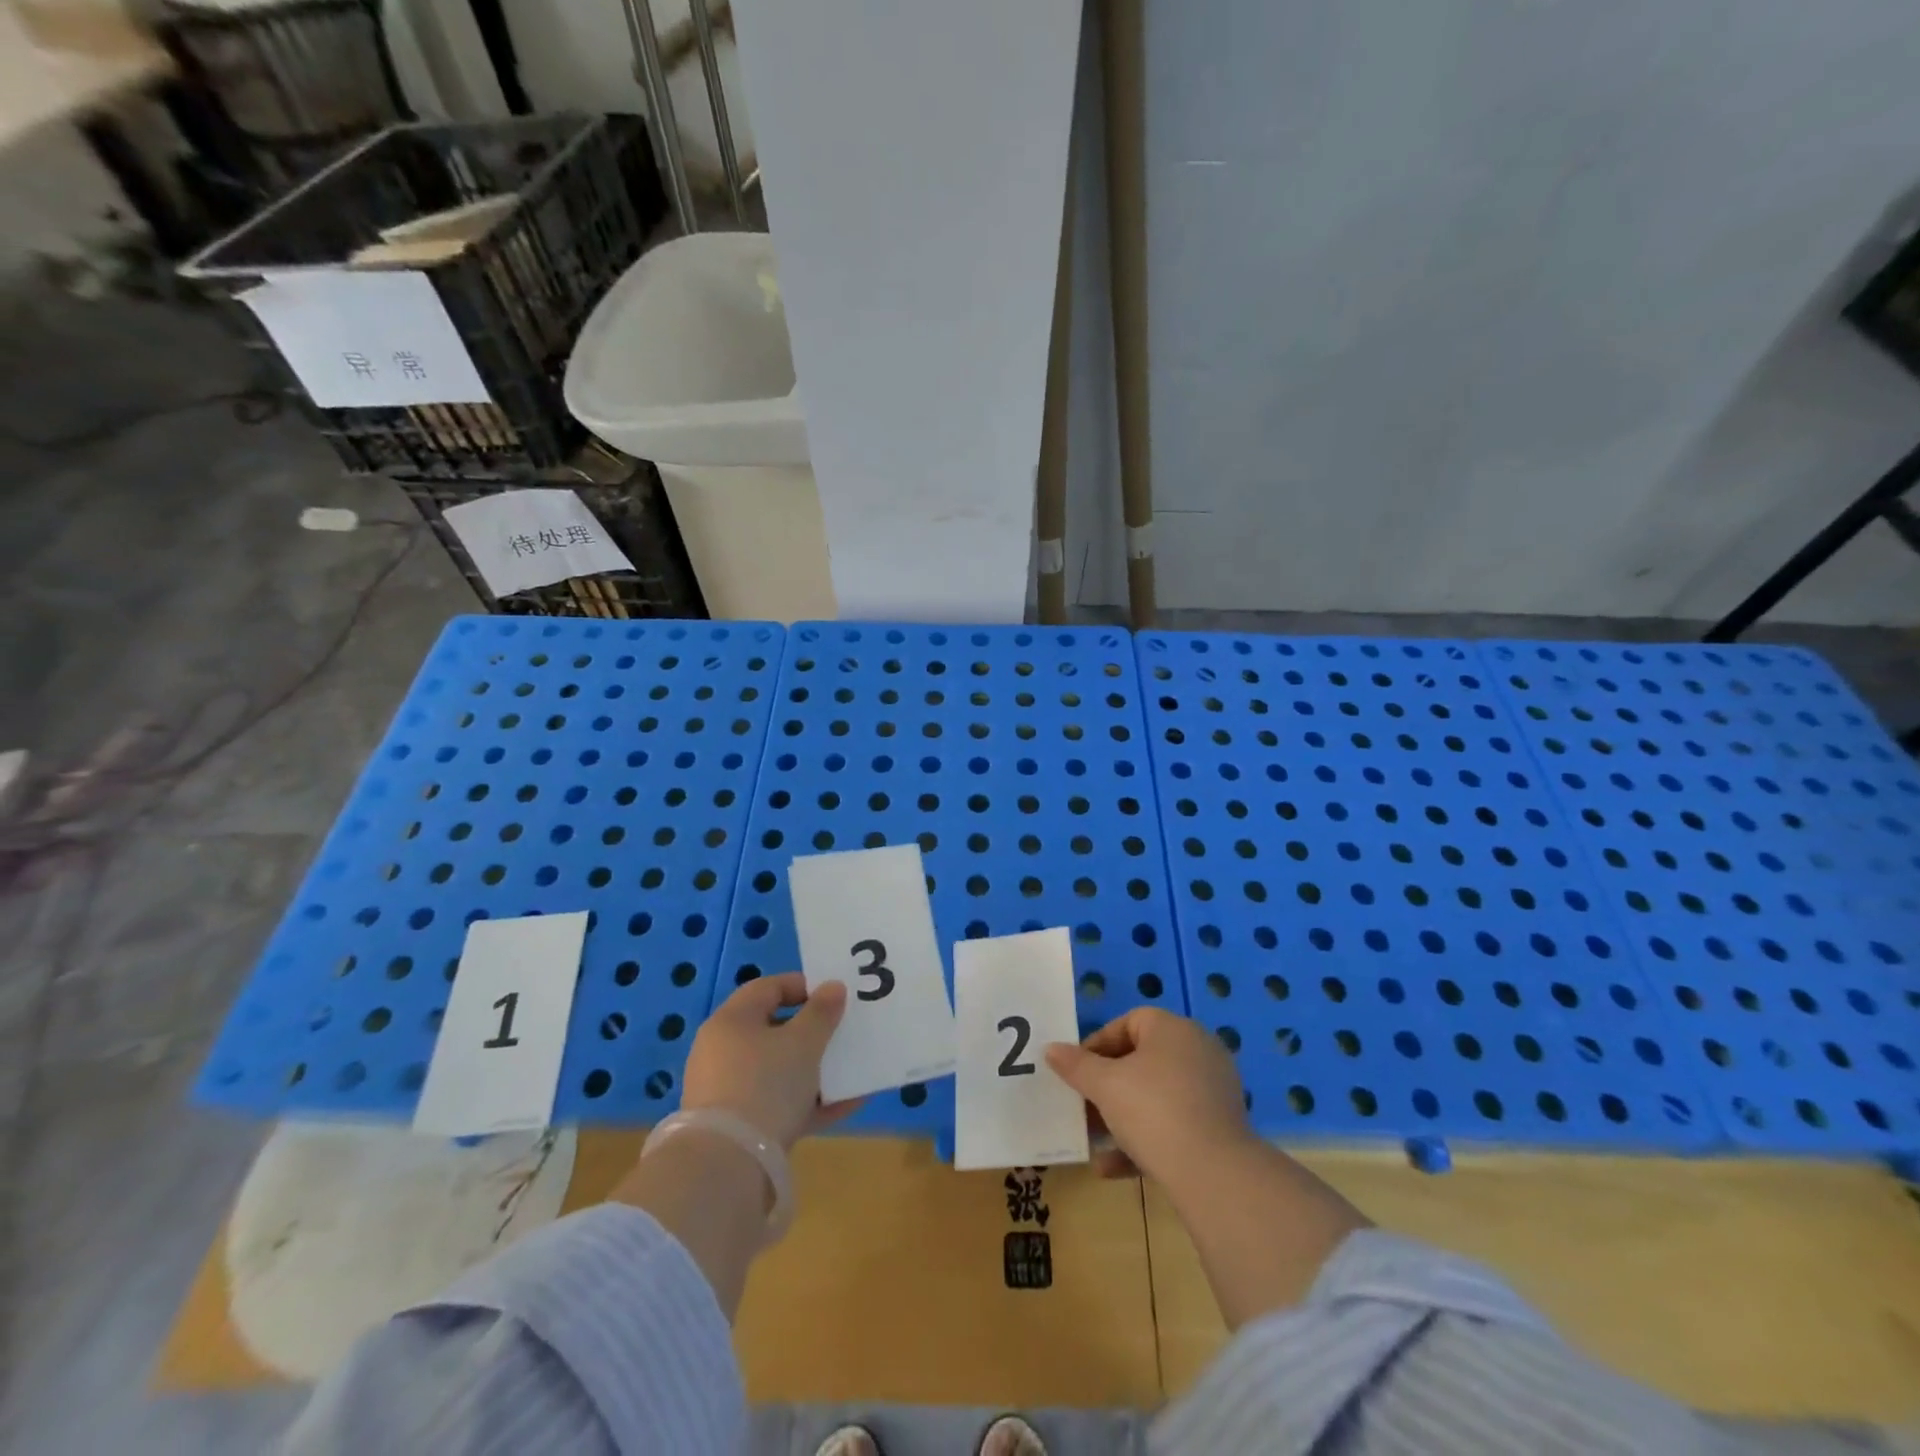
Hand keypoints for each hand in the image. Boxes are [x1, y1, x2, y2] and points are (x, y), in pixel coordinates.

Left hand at [680, 973, 857, 1148]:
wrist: (728, 1166)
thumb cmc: (766, 1084)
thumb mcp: (803, 1042)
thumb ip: (822, 1012)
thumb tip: (833, 987)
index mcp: (732, 1021)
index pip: (769, 987)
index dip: (804, 986)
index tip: (835, 996)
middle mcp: (723, 1051)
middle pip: (774, 1029)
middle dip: (813, 1031)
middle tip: (843, 1032)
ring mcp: (728, 1091)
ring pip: (779, 1069)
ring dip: (815, 1068)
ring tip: (851, 1069)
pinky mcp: (738, 1126)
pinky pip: (780, 1103)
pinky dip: (810, 1101)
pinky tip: (846, 1105)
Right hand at [1046, 1008, 1253, 1184]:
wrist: (1215, 1176)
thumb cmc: (1154, 1111)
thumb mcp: (1105, 1086)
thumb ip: (1076, 1065)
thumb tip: (1051, 1049)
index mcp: (1173, 1029)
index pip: (1128, 1023)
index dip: (1097, 1045)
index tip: (1076, 1071)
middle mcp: (1197, 1051)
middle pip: (1141, 1060)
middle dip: (1106, 1085)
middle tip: (1081, 1104)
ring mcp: (1212, 1091)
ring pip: (1155, 1097)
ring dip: (1121, 1116)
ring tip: (1092, 1138)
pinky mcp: (1219, 1129)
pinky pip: (1173, 1125)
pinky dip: (1143, 1141)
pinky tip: (1110, 1168)